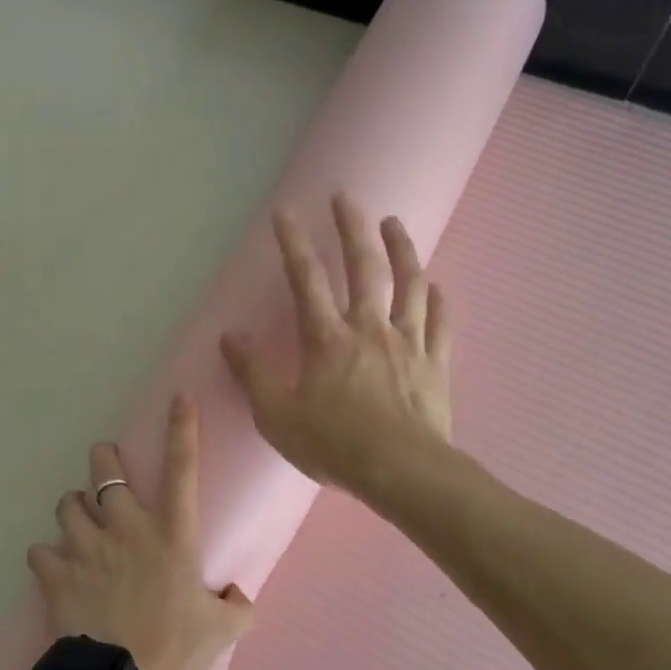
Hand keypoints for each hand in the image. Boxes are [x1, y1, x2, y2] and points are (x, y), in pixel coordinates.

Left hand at [27, 396, 253, 669]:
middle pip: (105, 471)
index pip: (182, 470)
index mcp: (172, 535)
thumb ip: (236, 606)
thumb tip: (238, 595)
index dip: (182, 429)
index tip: (180, 399)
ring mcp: (87, 547)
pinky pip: (40, 549)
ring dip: (74, 509)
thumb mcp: (222, 630)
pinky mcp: (56, 572)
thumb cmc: (174, 650)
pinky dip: (47, 556)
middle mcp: (127, 529)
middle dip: (103, 459)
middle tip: (105, 462)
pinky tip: (55, 568)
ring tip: (79, 523)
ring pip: (68, 504)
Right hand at [221, 193, 452, 501]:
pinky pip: (440, 323)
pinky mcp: (435, 364)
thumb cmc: (334, 446)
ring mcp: (408, 343)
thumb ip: (252, 374)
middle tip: (347, 197)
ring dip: (402, 250)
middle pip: (364, 267)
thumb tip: (230, 337)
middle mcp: (370, 329)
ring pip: (410, 284)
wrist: (402, 472)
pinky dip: (438, 300)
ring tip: (394, 224)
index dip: (293, 243)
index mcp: (328, 339)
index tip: (285, 211)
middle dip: (352, 228)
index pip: (306, 280)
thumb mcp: (276, 417)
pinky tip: (437, 286)